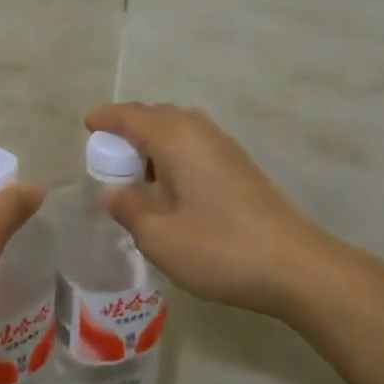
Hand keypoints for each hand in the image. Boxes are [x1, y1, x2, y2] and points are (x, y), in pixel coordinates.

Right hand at [84, 103, 328, 319]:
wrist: (296, 267)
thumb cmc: (219, 248)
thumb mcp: (159, 236)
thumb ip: (128, 209)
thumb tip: (111, 192)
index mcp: (177, 139)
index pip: (132, 116)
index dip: (107, 118)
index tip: (88, 126)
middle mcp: (201, 133)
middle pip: (158, 117)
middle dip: (130, 128)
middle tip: (108, 153)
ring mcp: (226, 149)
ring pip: (180, 131)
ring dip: (154, 143)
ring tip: (135, 173)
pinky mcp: (241, 168)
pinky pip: (196, 147)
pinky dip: (174, 155)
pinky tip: (170, 188)